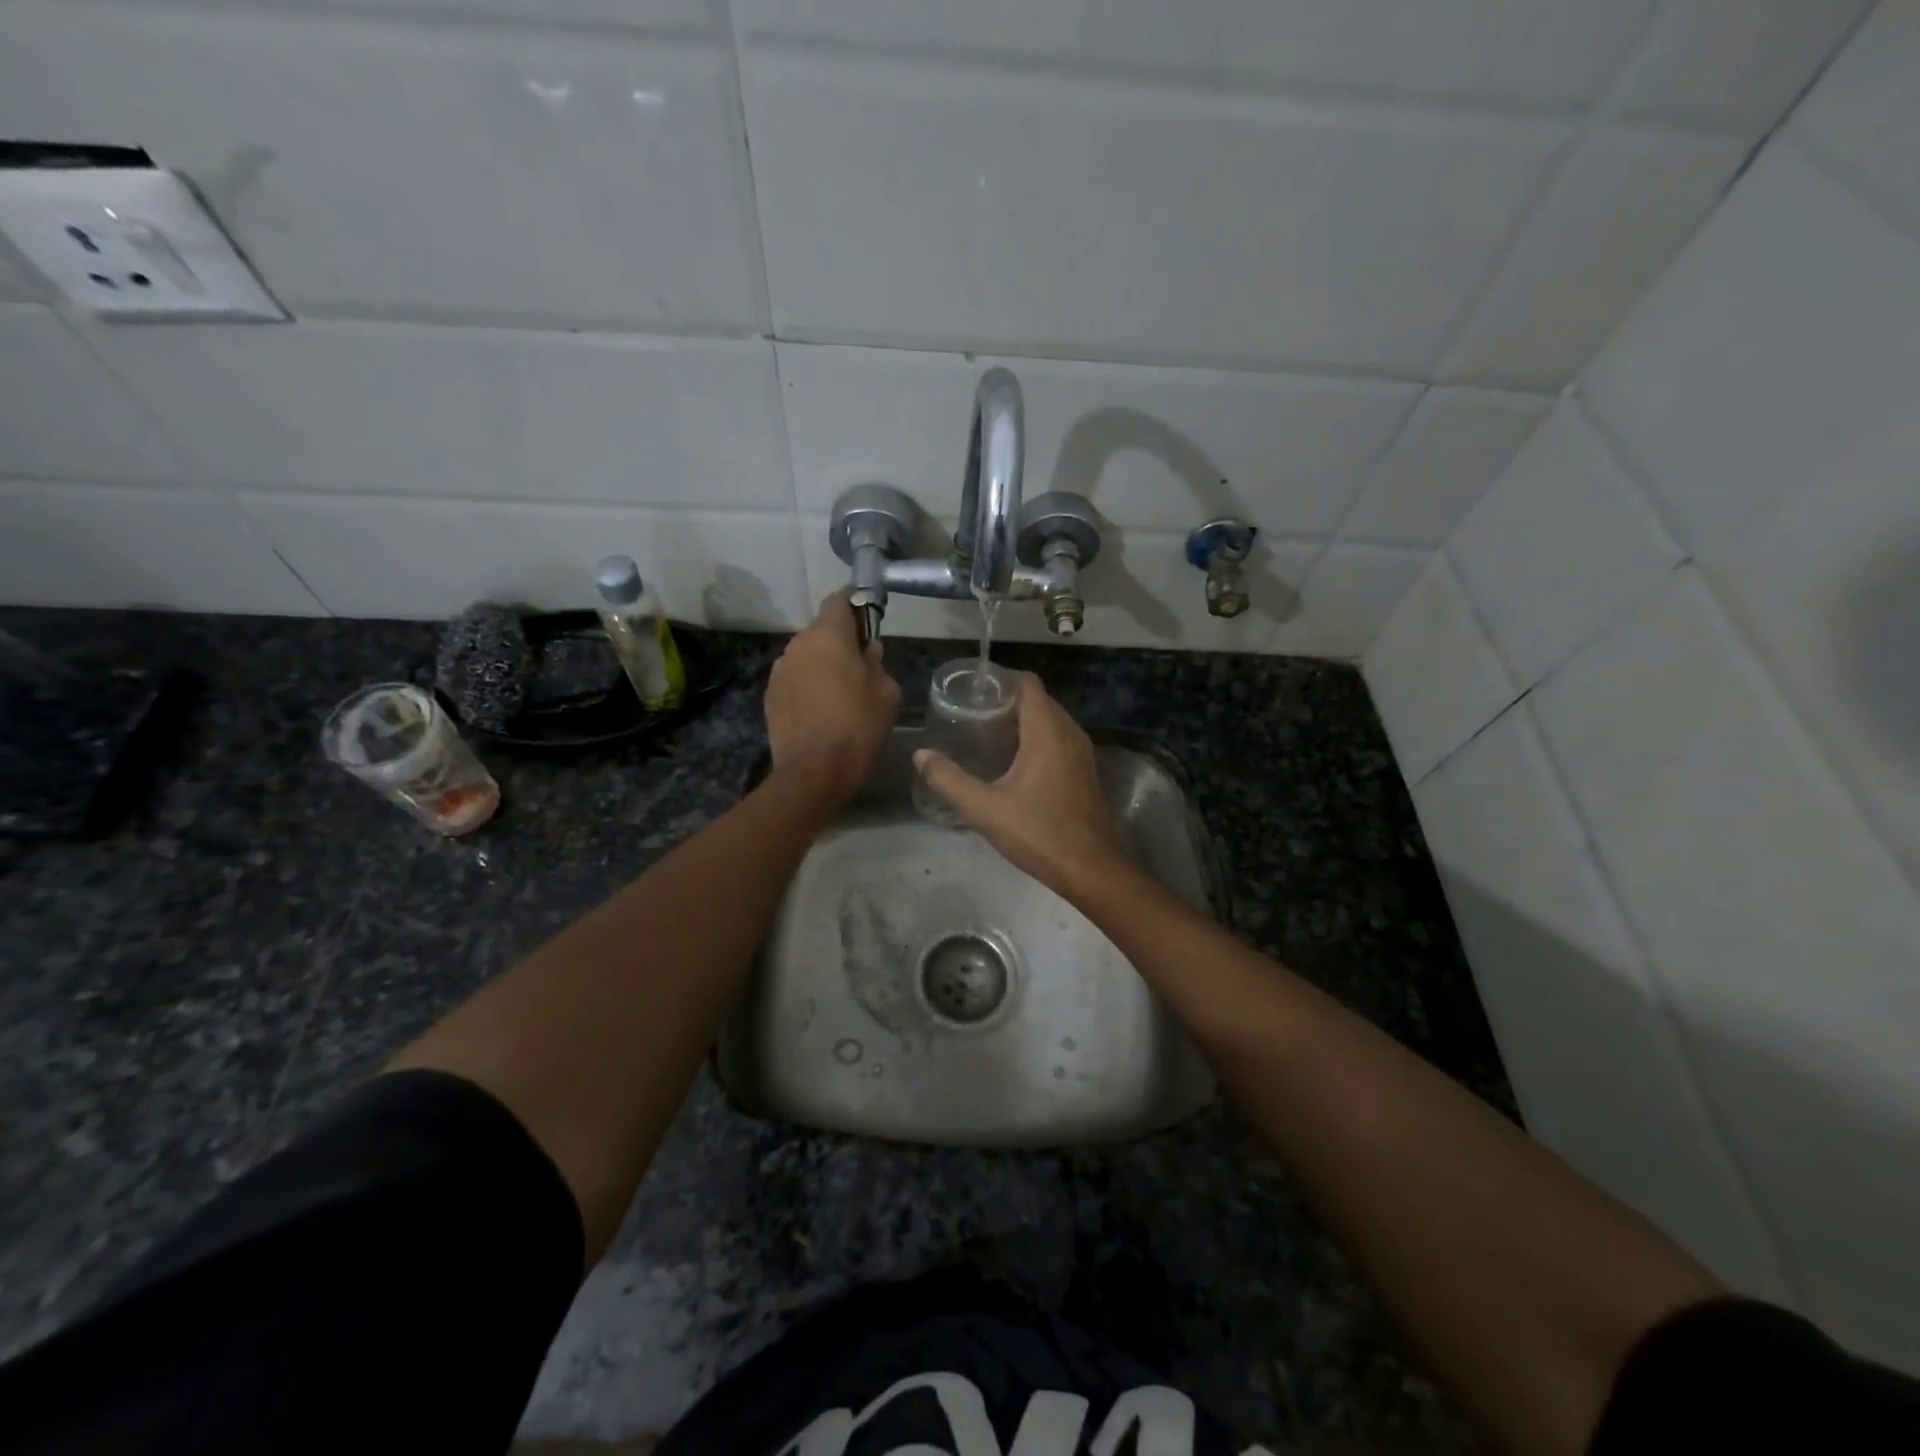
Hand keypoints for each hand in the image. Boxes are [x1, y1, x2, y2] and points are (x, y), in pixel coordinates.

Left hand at [765, 591, 900, 804]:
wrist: (814, 772)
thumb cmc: (858, 727)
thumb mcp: (886, 692)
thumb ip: (877, 662)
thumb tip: (868, 650)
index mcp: (827, 636)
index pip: (839, 599)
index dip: (856, 606)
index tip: (869, 621)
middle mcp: (797, 644)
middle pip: (822, 630)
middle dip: (841, 642)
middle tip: (861, 667)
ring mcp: (779, 670)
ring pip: (807, 656)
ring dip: (823, 665)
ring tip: (840, 693)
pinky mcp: (770, 695)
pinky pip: (795, 679)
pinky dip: (808, 686)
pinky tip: (821, 711)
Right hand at [913, 672, 1123, 897]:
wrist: (1091, 869)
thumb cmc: (1038, 833)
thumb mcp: (984, 809)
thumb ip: (949, 780)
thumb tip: (920, 755)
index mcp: (1047, 732)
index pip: (1028, 684)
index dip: (1001, 681)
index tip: (973, 692)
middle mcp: (1070, 733)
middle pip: (1039, 700)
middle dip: (1008, 701)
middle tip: (973, 714)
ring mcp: (1083, 753)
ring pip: (1052, 720)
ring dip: (1024, 721)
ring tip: (989, 735)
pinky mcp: (1086, 771)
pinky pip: (1060, 739)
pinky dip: (1039, 739)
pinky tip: (1015, 762)